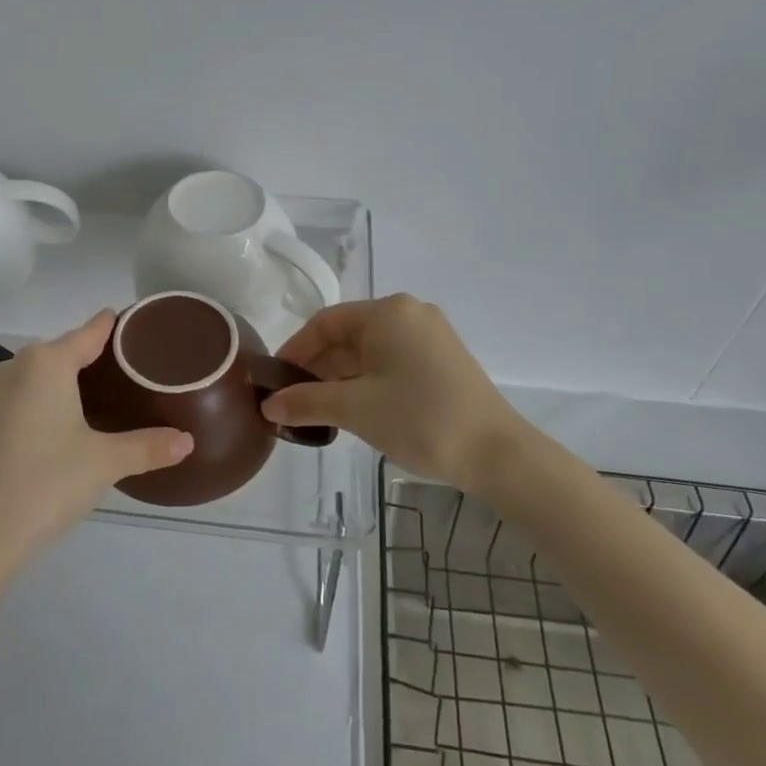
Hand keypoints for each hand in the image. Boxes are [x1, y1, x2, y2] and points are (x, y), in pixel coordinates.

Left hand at [0, 310, 192, 582]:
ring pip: (37, 377)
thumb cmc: (44, 484)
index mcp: (46, 363)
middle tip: (130, 374)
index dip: (114, 326)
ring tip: (100, 399)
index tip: (137, 324)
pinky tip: (58, 427)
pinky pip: (19, 399)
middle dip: (93, 360)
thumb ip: (148, 447)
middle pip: (62, 352)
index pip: (89, 332)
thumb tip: (188, 441)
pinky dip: (41, 403)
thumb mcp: (104, 463)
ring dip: (64, 383)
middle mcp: (13, 367)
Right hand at [261, 294, 520, 489]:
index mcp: (387, 312)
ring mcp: (430, 336)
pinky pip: (392, 361)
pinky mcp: (443, 360)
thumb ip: (306, 401)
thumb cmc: (419, 419)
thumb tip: (268, 405)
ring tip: (318, 410)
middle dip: (317, 367)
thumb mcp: (355, 409)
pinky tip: (353, 408)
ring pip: (370, 350)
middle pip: (348, 335)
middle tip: (293, 400)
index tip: (275, 380)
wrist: (497, 453)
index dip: (295, 350)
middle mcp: (409, 313)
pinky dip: (367, 380)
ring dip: (341, 377)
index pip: (325, 322)